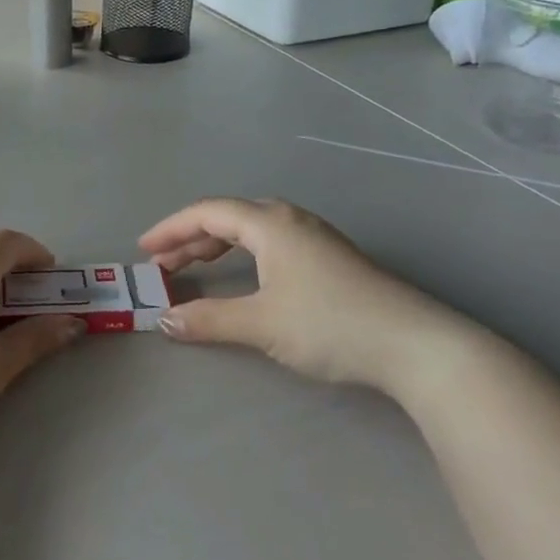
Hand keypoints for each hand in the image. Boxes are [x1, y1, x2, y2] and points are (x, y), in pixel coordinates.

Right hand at [140, 198, 476, 394]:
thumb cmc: (330, 324)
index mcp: (270, 223)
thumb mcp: (261, 323)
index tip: (144, 250)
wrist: (415, 346)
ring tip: (193, 267)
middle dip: (190, 238)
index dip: (170, 229)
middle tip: (162, 263)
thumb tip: (164, 321)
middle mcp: (290, 220)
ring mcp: (314, 237)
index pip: (206, 213)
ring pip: (251, 230)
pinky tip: (245, 276)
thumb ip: (208, 320)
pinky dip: (243, 255)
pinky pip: (270, 243)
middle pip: (228, 217)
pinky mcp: (330, 258)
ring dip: (216, 247)